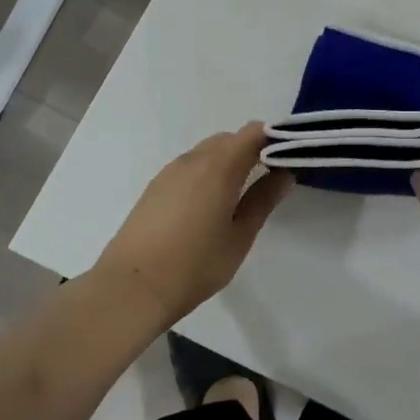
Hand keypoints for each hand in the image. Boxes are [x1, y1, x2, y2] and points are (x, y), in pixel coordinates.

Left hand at [94, 123, 292, 326]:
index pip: (253, 132)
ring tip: (237, 195)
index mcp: (220, 166)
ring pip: (207, 151)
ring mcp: (170, 171)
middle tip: (266, 180)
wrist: (132, 287)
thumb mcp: (239, 236)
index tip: (288, 158)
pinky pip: (189, 166)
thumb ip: (263, 200)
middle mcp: (194, 159)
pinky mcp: (155, 186)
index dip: (273, 139)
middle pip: (229, 139)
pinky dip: (205, 173)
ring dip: (226, 161)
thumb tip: (284, 173)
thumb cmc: (194, 265)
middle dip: (251, 150)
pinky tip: (207, 206)